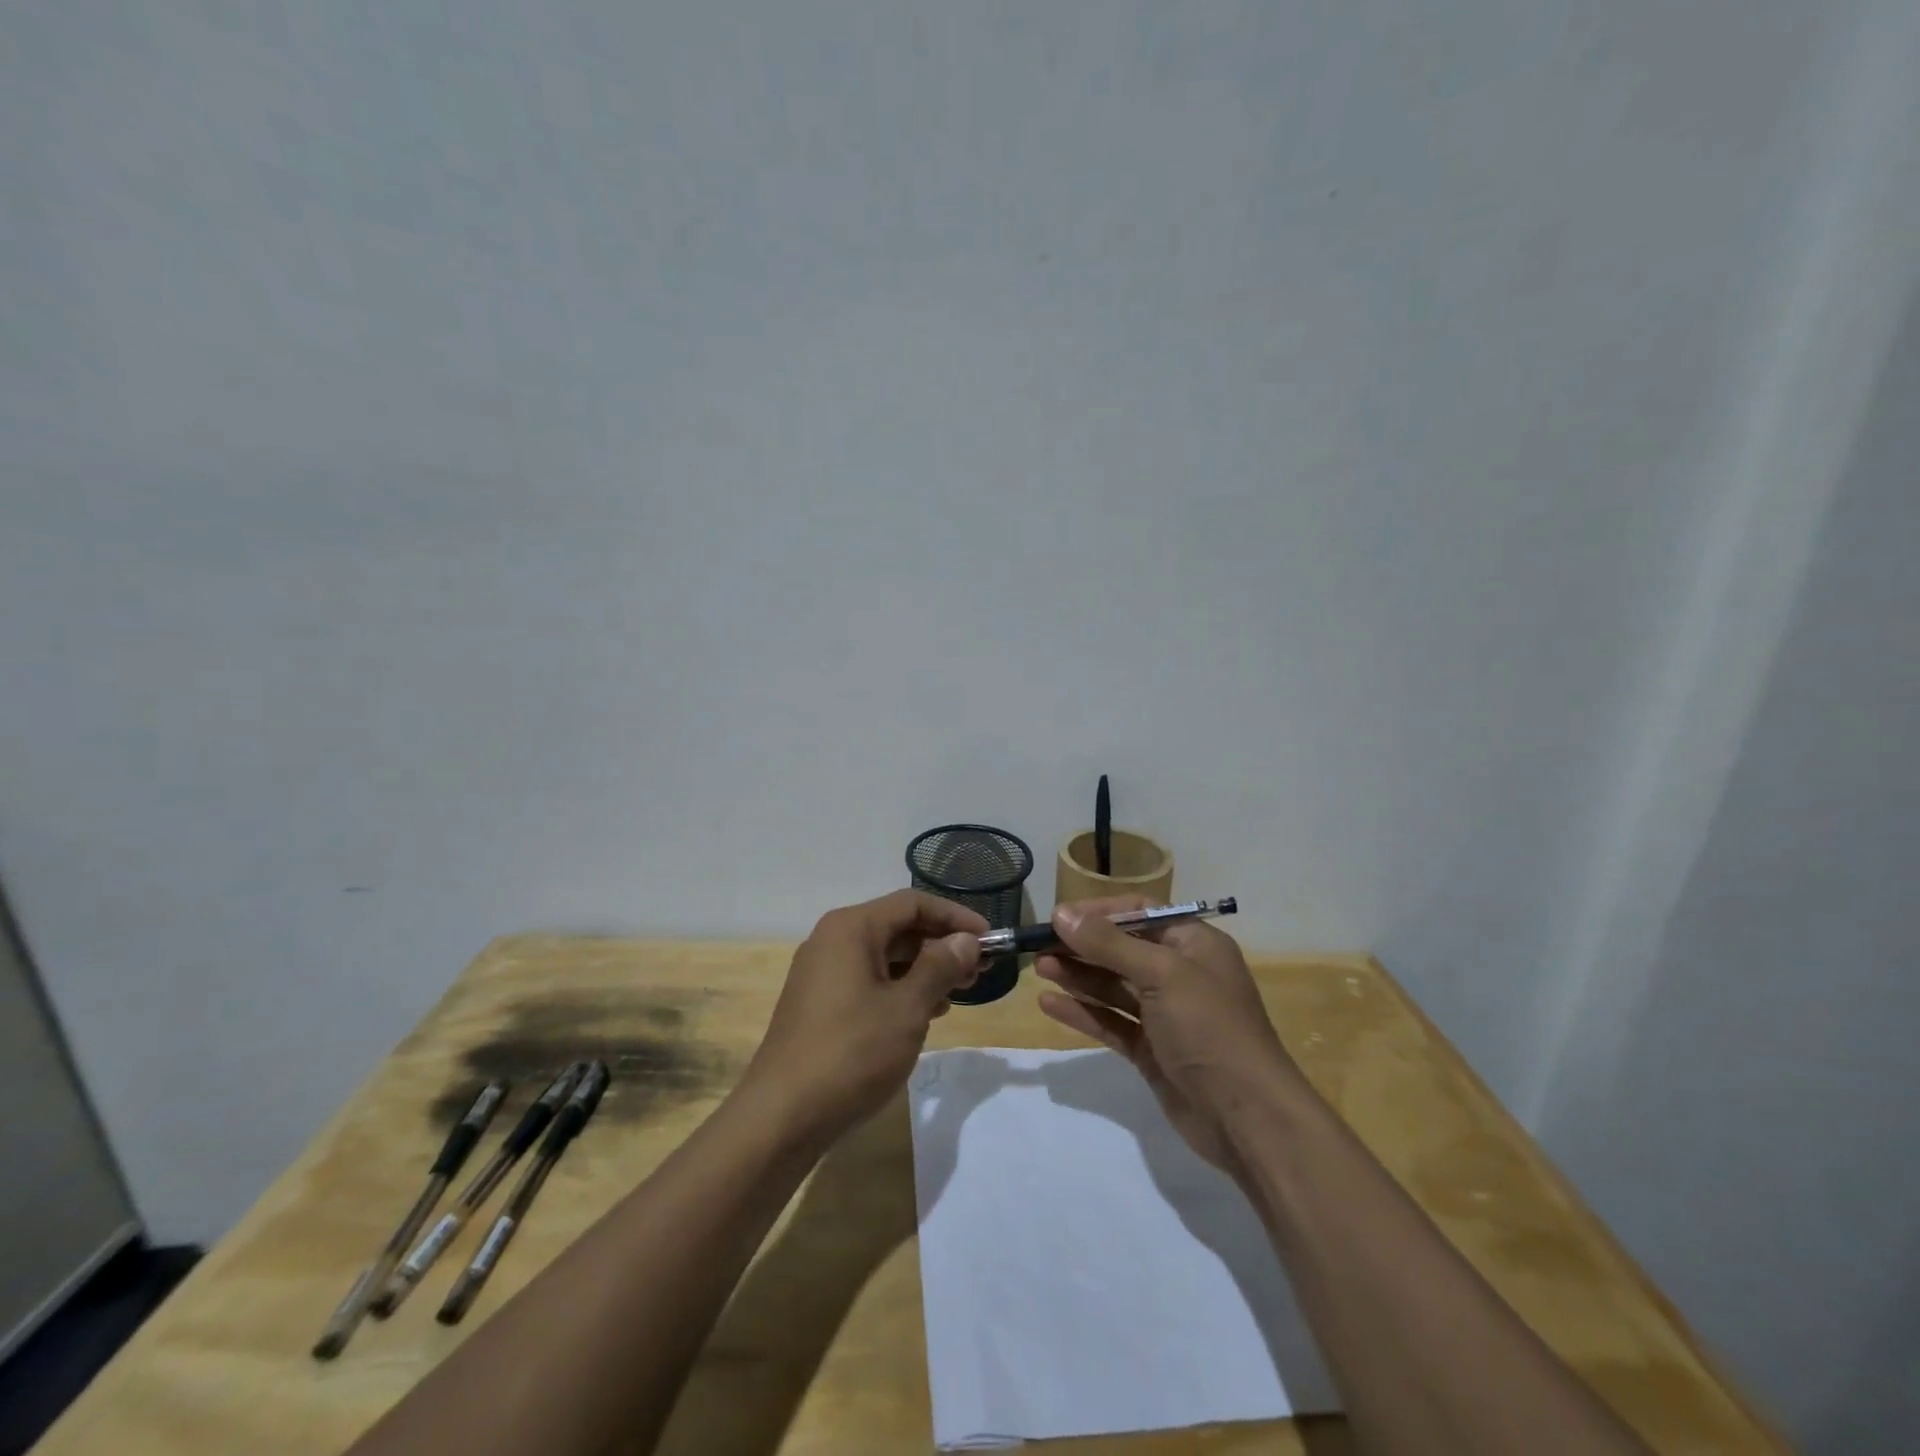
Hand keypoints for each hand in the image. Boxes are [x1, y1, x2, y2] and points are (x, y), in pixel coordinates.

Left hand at [740, 889, 987, 1145]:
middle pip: (898, 927)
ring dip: (925, 969)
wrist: (781, 1118)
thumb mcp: (907, 1009)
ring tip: (959, 992)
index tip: (990, 939)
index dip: (955, 916)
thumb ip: (940, 967)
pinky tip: (926, 1013)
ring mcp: (823, 973)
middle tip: (980, 970)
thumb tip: (966, 940)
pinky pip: (869, 980)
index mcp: (851, 928)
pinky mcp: (820, 1004)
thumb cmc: (851, 1053)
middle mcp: (833, 940)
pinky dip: (901, 988)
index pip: (913, 903)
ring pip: (885, 956)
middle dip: (942, 944)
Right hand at [1035, 896, 1304, 1173]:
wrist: (1247, 1118)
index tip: (1060, 917)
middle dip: (1082, 946)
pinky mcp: (1152, 1050)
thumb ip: (1109, 944)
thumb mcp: (1161, 974)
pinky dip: (1083, 1012)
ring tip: (1039, 968)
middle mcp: (1180, 974)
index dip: (1100, 912)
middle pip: (1122, 949)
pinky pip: (1112, 1022)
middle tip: (1038, 945)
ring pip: (1114, 986)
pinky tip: (1050, 1005)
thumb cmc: (1210, 1028)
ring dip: (1078, 976)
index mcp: (1193, 944)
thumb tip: (1061, 912)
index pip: (1141, 912)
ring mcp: (1165, 1014)